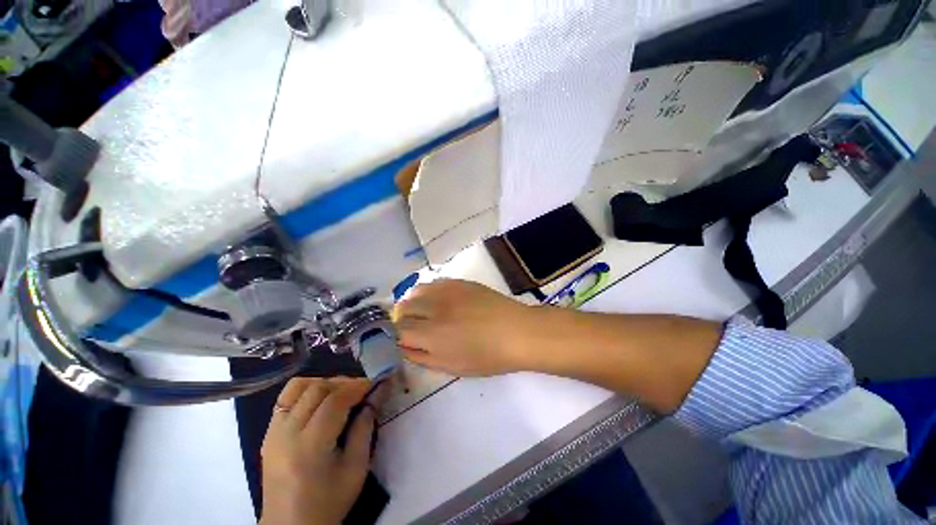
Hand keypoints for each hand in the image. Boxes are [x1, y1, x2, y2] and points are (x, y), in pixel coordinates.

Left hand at [259, 377, 378, 524]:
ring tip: (339, 391)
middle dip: (343, 382)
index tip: (374, 384)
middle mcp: (287, 433)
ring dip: (323, 382)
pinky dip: (306, 390)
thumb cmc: (328, 502)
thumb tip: (374, 397)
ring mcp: (273, 432)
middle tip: (361, 388)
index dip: (357, 387)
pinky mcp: (268, 434)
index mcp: (310, 446)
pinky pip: (286, 398)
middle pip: (316, 389)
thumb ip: (365, 428)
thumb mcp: (356, 468)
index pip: (334, 401)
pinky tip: (320, 400)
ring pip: (298, 387)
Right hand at [393, 279, 540, 375]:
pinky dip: (429, 292)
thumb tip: (403, 346)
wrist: (516, 331)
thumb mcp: (452, 367)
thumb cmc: (488, 357)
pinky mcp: (459, 282)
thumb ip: (422, 357)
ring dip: (414, 303)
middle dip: (403, 319)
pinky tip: (440, 301)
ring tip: (426, 312)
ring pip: (415, 291)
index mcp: (431, 335)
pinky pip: (434, 283)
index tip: (404, 340)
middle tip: (415, 328)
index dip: (397, 336)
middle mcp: (434, 309)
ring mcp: (447, 291)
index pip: (398, 331)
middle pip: (403, 308)